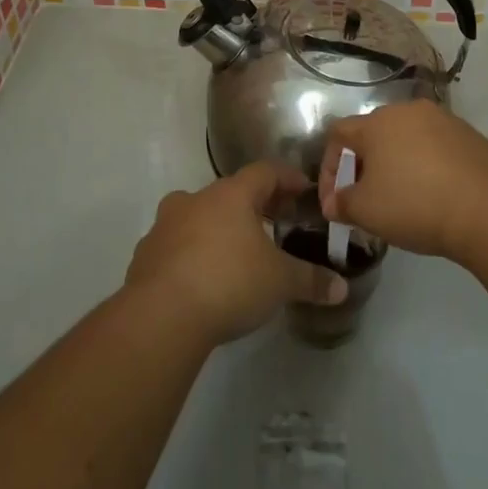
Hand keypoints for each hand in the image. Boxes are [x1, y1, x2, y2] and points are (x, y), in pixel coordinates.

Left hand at [125, 163, 346, 346]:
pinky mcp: (145, 254)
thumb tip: (341, 288)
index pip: (265, 172)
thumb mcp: (280, 283)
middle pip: (230, 192)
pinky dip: (193, 252)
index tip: (304, 189)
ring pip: (198, 215)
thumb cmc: (229, 283)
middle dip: (254, 205)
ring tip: (238, 251)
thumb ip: (311, 281)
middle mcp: (196, 200)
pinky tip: (204, 277)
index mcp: (231, 195)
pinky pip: (176, 244)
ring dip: (219, 227)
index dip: (287, 178)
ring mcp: (165, 225)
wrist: (161, 316)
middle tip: (276, 222)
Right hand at [317, 102, 487, 262]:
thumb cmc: (415, 205)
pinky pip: (435, 147)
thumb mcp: (366, 212)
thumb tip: (333, 203)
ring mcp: (444, 120)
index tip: (334, 201)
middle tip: (365, 198)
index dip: (330, 167)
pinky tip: (433, 194)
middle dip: (363, 165)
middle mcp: (408, 111)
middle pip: (374, 133)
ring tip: (400, 197)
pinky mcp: (471, 136)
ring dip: (396, 164)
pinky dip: (426, 166)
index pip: (338, 135)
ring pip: (407, 139)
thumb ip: (341, 204)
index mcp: (377, 122)